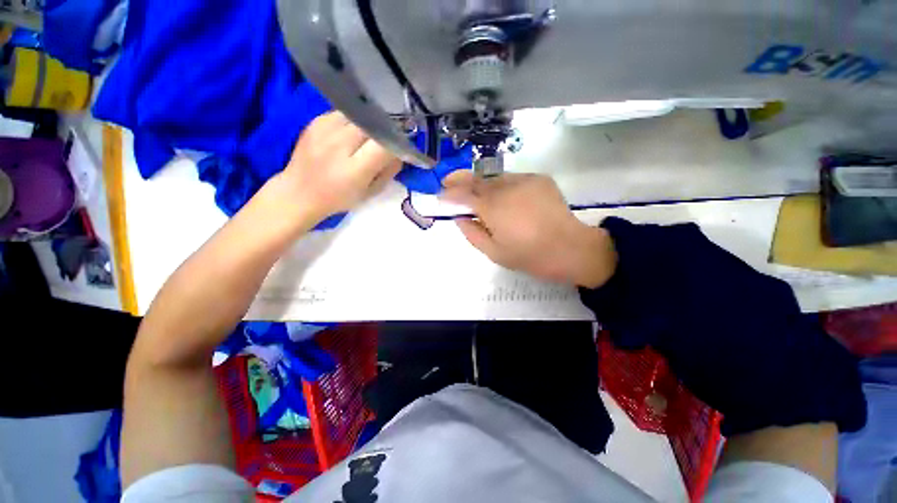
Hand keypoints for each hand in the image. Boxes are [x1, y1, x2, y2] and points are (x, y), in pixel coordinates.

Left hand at [269, 112, 401, 223]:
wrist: (299, 191)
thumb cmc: (339, 198)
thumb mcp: (371, 192)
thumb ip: (388, 172)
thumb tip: (400, 153)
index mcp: (355, 169)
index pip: (384, 145)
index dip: (397, 143)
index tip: (402, 146)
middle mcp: (339, 144)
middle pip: (373, 125)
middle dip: (385, 131)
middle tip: (387, 140)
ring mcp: (325, 129)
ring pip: (360, 115)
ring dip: (369, 124)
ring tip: (368, 137)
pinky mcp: (316, 120)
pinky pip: (344, 113)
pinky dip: (354, 121)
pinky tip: (351, 133)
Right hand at [441, 172, 616, 286]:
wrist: (571, 249)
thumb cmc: (529, 256)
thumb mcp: (493, 252)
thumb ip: (471, 233)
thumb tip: (460, 217)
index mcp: (493, 208)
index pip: (463, 194)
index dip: (449, 194)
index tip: (440, 195)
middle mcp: (506, 187)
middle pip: (477, 179)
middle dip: (459, 180)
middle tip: (448, 182)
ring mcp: (524, 180)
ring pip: (494, 177)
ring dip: (481, 183)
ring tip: (476, 192)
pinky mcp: (539, 179)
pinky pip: (512, 179)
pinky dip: (502, 185)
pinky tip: (504, 197)